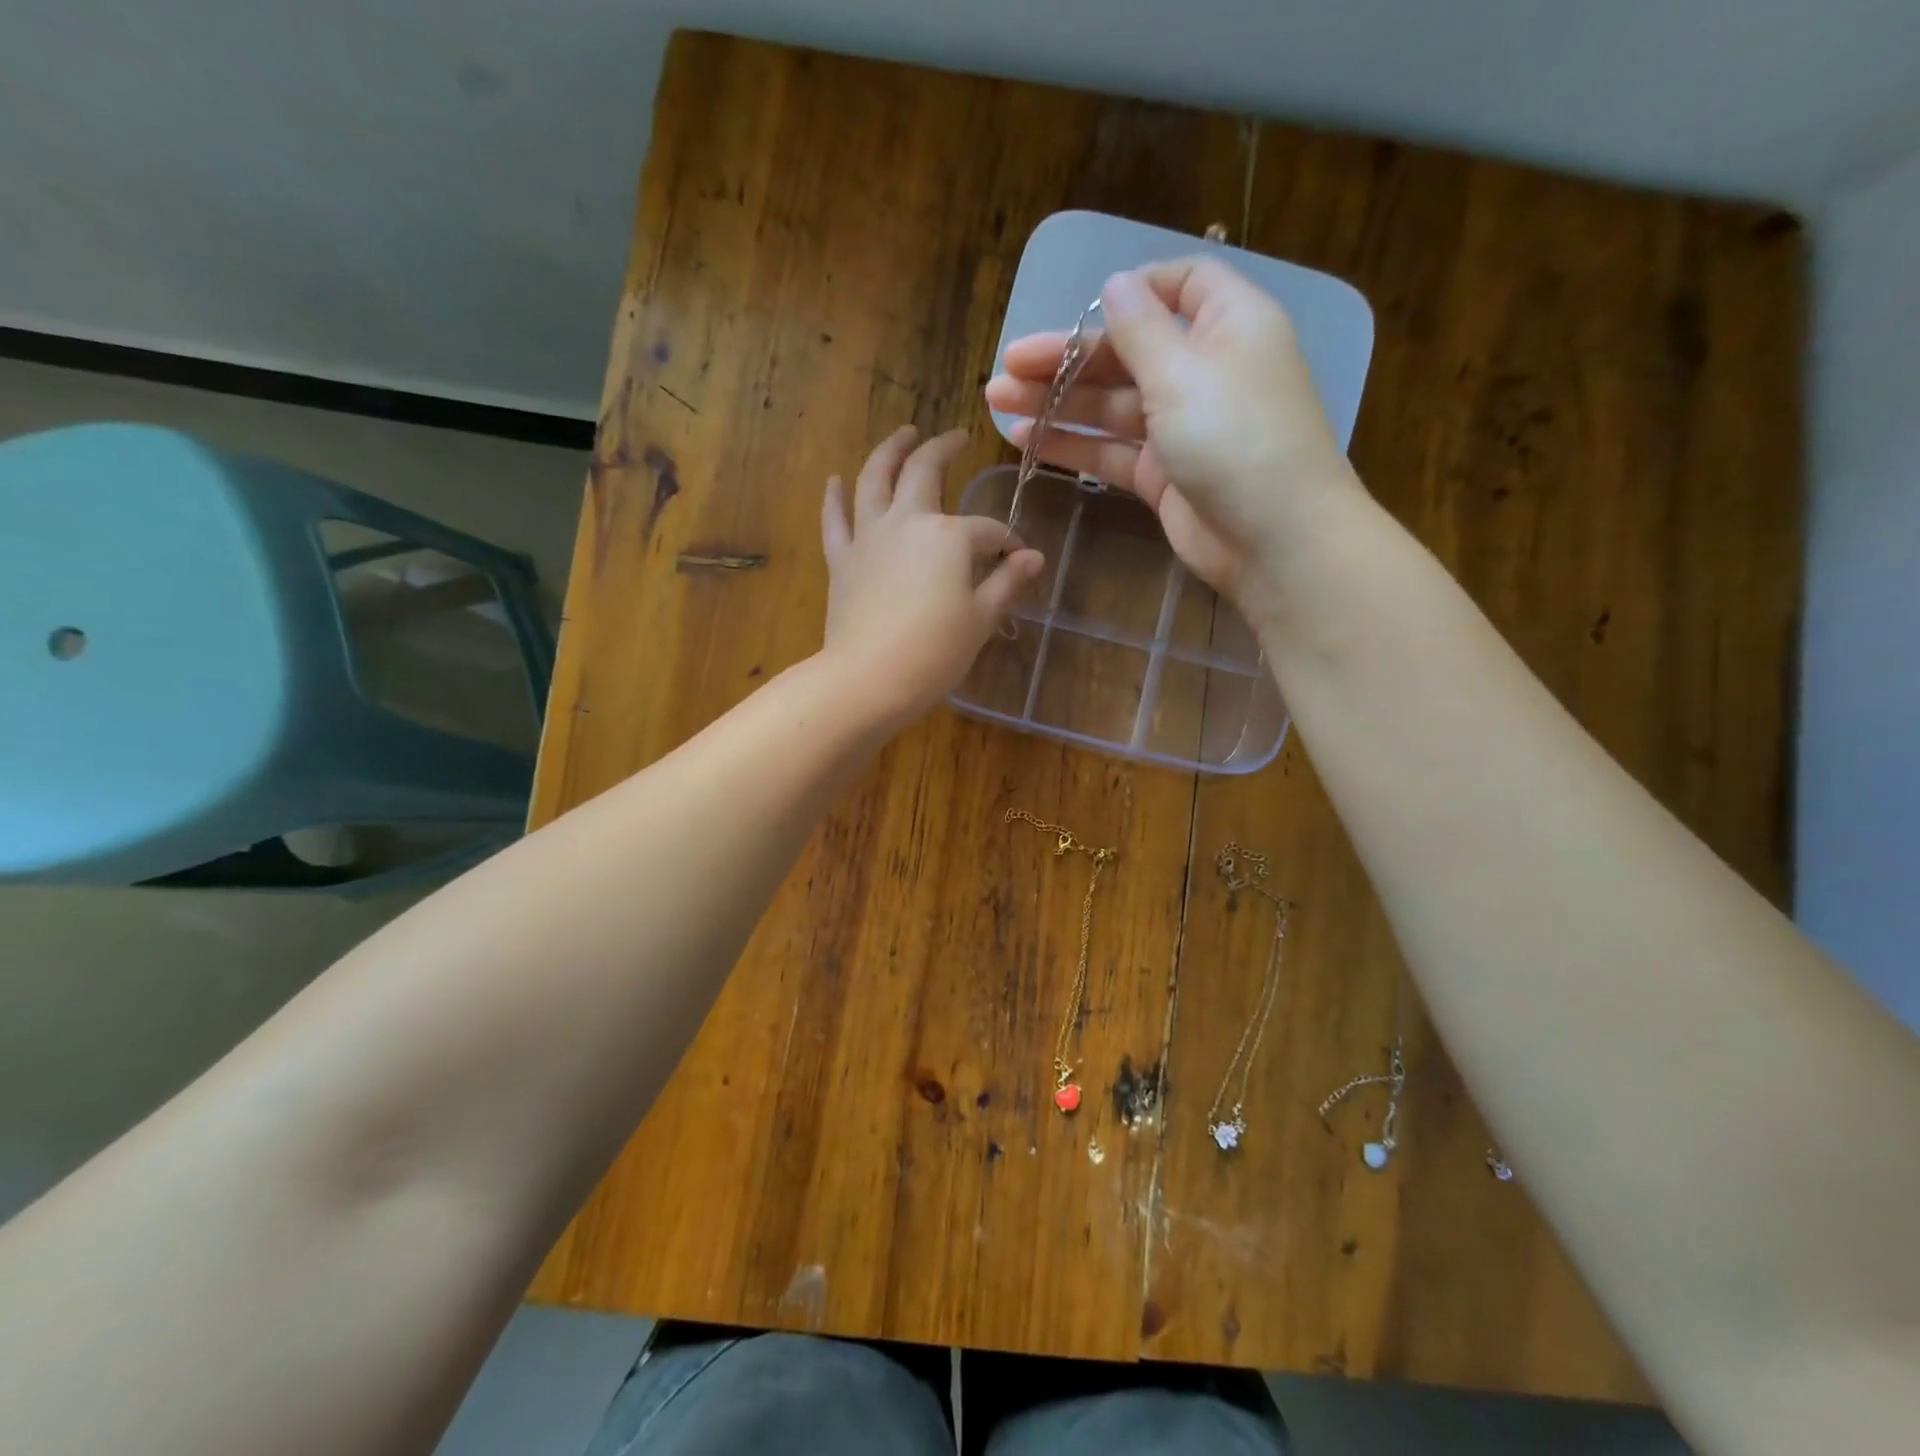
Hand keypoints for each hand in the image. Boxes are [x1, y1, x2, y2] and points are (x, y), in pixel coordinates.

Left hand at [820, 426, 1044, 725]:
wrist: (869, 679)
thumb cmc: (935, 652)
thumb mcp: (981, 619)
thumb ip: (1007, 582)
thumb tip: (1034, 557)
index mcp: (949, 536)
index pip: (987, 531)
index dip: (1007, 542)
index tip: (1018, 558)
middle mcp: (907, 522)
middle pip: (925, 472)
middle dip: (944, 449)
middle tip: (956, 437)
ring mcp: (869, 537)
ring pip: (875, 479)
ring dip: (890, 451)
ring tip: (903, 433)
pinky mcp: (842, 560)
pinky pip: (835, 519)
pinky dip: (835, 497)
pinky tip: (836, 480)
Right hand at [985, 258, 1364, 622]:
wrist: (1273, 539)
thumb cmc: (1236, 437)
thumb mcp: (1183, 370)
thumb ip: (1140, 328)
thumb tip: (1115, 283)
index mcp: (1227, 326)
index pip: (1181, 286)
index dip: (1133, 291)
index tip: (1085, 306)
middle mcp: (1203, 371)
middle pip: (1127, 352)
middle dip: (1067, 357)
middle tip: (1008, 366)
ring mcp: (1180, 428)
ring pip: (1110, 405)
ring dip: (1057, 402)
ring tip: (998, 402)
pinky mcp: (1161, 475)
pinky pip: (1109, 451)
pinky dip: (1071, 446)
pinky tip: (1026, 440)